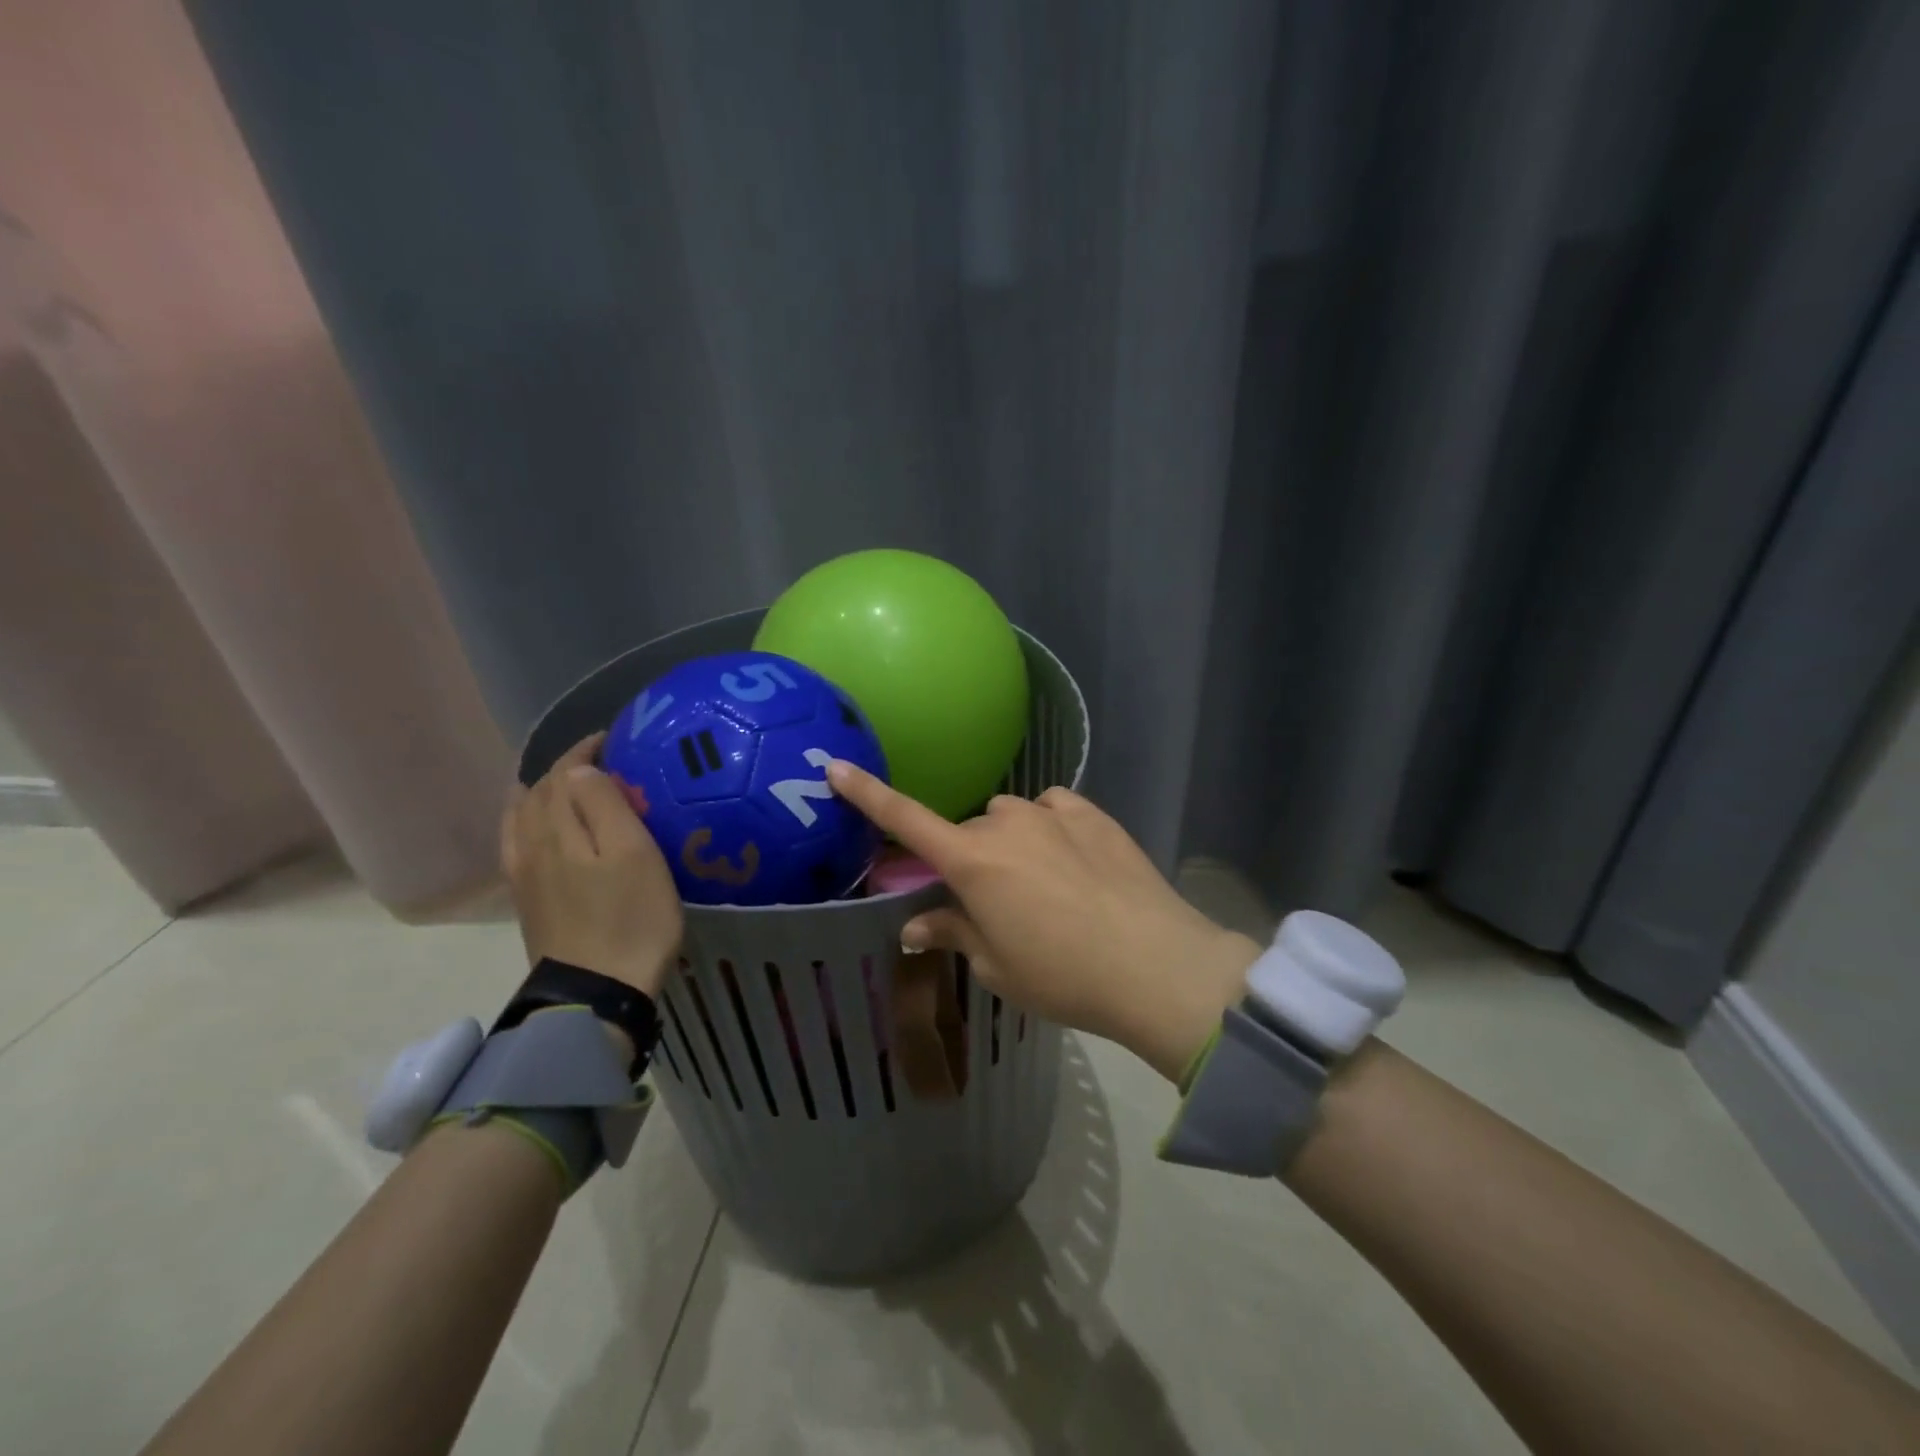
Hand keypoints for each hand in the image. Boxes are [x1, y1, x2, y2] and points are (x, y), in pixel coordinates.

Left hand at [502, 733, 682, 997]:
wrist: (597, 991)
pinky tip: (541, 828)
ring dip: (544, 793)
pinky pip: (517, 843)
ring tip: (571, 788)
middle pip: (539, 791)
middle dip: (567, 769)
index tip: (614, 739)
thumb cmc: (631, 917)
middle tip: (606, 764)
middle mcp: (531, 844)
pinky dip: (528, 821)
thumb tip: (579, 769)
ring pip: (523, 816)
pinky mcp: (528, 900)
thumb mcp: (634, 854)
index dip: (585, 751)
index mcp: (559, 828)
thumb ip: (604, 805)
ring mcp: (524, 874)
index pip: (563, 773)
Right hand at [827, 761, 1260, 1081]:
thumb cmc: (1062, 975)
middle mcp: (1005, 823)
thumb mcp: (997, 966)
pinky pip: (1052, 811)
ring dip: (1011, 843)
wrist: (1154, 964)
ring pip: (1010, 819)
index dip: (866, 793)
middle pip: (967, 833)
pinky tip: (1073, 862)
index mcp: (972, 861)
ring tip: (1042, 886)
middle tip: (994, 904)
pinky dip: (1050, 830)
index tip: (835, 766)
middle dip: (969, 860)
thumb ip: (953, 933)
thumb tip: (915, 926)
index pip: (905, 820)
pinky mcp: (1090, 812)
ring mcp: (1051, 812)